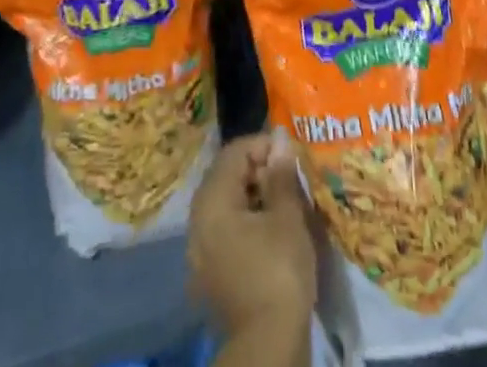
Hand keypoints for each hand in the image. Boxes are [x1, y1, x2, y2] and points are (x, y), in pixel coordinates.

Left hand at [188, 132, 317, 338]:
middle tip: (287, 176)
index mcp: (212, 200)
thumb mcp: (287, 217)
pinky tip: (269, 231)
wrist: (267, 345)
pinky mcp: (209, 273)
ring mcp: (200, 249)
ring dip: (252, 196)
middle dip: (257, 170)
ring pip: (225, 205)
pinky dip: (245, 221)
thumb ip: (281, 175)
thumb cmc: (278, 271)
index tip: (289, 154)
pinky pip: (224, 231)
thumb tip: (280, 141)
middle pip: (226, 176)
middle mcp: (198, 219)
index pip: (234, 152)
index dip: (263, 145)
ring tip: (282, 202)